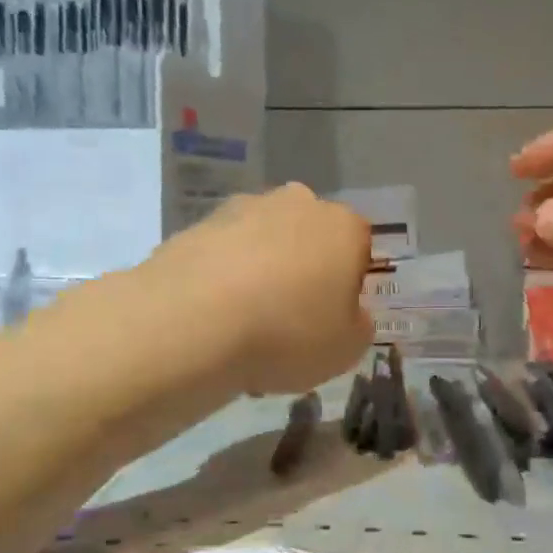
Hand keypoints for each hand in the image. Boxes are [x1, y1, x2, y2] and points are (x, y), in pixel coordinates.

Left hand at [144, 184, 372, 395]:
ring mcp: (241, 209)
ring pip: (262, 241)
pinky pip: (222, 254)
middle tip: (291, 316)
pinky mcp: (196, 225)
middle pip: (309, 235)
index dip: (349, 283)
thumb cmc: (288, 333)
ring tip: (245, 322)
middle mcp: (296, 204)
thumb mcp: (347, 348)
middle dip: (304, 267)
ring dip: (261, 269)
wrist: (193, 322)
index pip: (359, 247)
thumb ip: (358, 325)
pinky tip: (213, 316)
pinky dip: (222, 277)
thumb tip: (349, 313)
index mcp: (343, 226)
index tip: (333, 316)